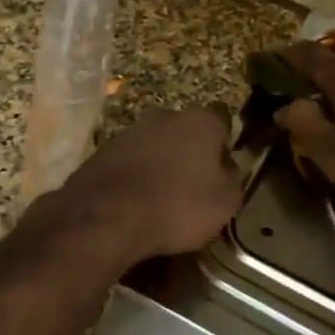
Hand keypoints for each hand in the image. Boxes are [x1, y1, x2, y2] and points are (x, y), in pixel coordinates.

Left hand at [53, 106, 242, 263]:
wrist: (105, 218)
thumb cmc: (177, 206)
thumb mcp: (225, 201)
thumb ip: (232, 177)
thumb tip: (227, 166)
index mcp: (200, 121)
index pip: (223, 121)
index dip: (226, 144)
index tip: (225, 168)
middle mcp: (165, 116)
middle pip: (186, 130)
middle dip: (191, 151)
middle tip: (195, 184)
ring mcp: (129, 131)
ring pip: (156, 145)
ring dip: (161, 163)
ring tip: (163, 197)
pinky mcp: (102, 151)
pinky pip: (131, 162)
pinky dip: (136, 176)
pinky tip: (136, 202)